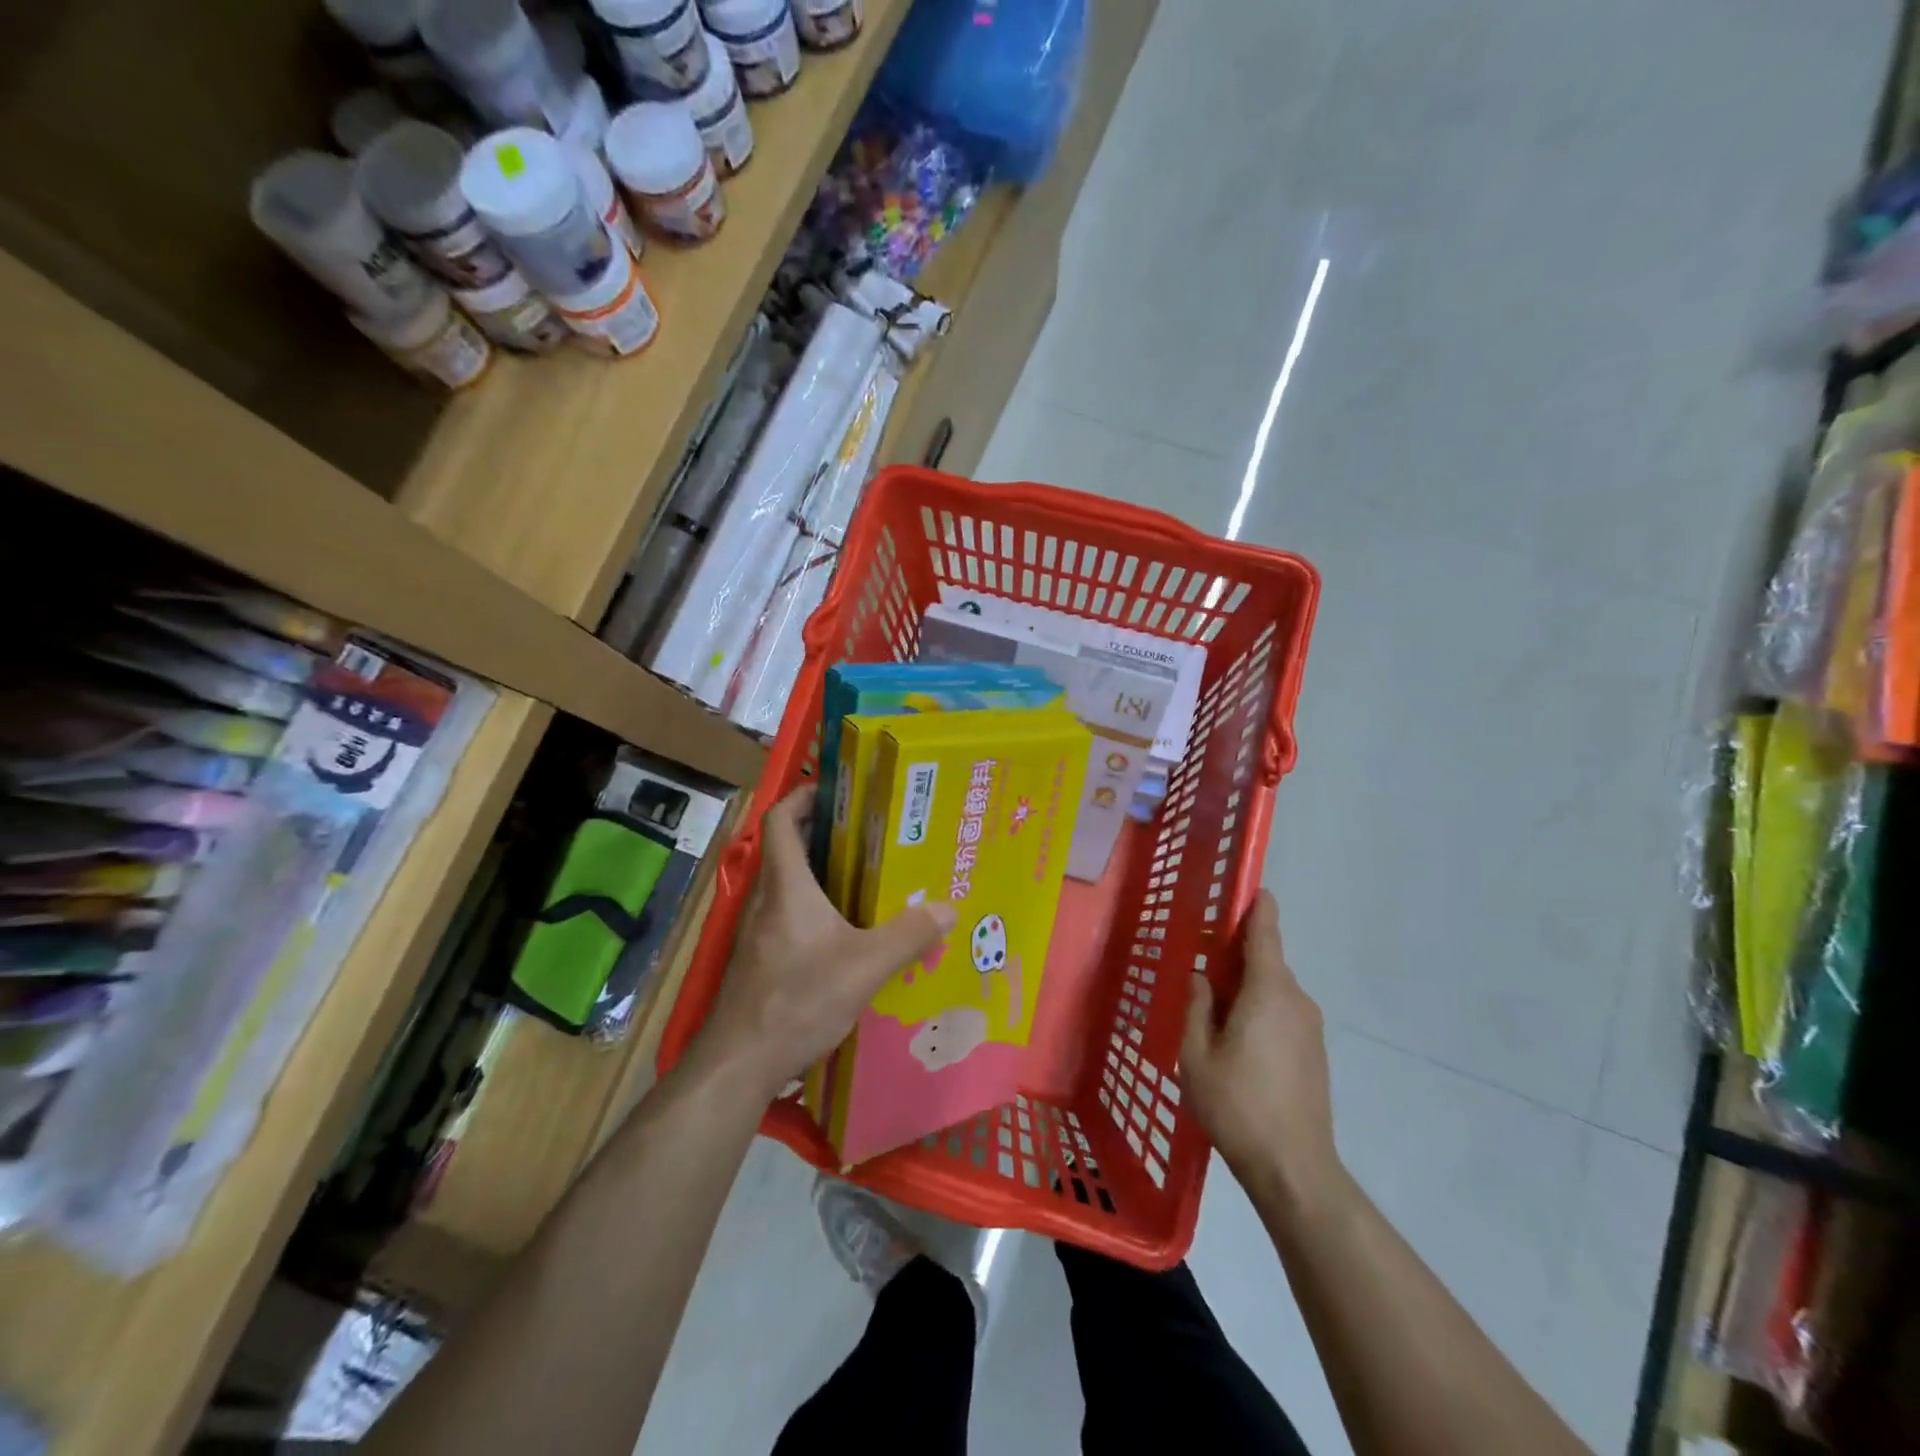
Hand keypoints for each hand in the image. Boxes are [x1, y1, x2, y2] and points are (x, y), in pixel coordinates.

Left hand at [697, 786, 955, 1097]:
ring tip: (864, 875)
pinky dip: (813, 907)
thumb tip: (949, 908)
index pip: (781, 819)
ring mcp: (757, 931)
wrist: (739, 1062)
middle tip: (866, 831)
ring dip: (818, 871)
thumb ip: (909, 936)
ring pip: (787, 884)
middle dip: (821, 831)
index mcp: (787, 886)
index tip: (835, 790)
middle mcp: (766, 900)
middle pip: (786, 848)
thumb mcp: (865, 967)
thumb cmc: (798, 999)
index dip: (803, 796)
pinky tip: (844, 932)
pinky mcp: (759, 959)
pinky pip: (787, 915)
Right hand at [1182, 890, 1340, 1202]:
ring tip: (1212, 1012)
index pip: (1265, 932)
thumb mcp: (1196, 1055)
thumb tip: (1202, 978)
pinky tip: (1236, 1041)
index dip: (1256, 906)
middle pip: (1266, 960)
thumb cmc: (1238, 1105)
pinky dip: (1259, 1009)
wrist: (1295, 1168)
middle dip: (1235, 955)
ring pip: (1273, 988)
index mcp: (1268, 991)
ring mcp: (1310, 1026)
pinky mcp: (1314, 1051)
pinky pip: (1282, 1012)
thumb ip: (1197, 1007)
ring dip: (1246, 987)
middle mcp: (1295, 999)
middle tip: (1200, 966)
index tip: (1246, 887)